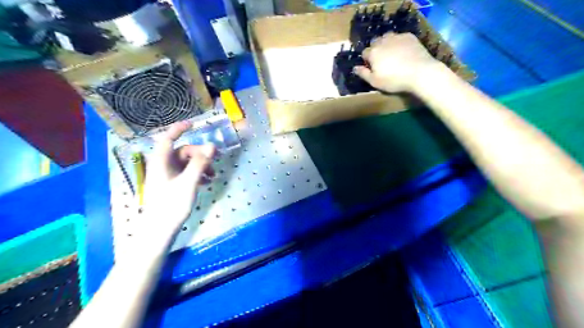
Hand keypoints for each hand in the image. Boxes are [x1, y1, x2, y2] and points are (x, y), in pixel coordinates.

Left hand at [139, 122, 215, 244]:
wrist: (160, 230)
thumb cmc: (171, 205)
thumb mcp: (188, 183)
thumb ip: (200, 163)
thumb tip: (212, 145)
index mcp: (161, 162)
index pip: (168, 138)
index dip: (179, 128)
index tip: (193, 124)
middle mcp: (163, 166)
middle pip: (183, 152)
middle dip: (200, 154)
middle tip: (215, 161)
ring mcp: (167, 176)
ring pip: (186, 163)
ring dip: (201, 166)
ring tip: (213, 176)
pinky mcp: (172, 185)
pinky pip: (186, 173)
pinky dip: (197, 174)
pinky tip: (207, 182)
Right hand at [353, 32, 439, 92]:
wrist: (420, 72)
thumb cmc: (394, 80)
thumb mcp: (375, 82)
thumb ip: (363, 74)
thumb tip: (354, 68)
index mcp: (373, 52)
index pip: (364, 53)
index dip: (367, 61)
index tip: (372, 68)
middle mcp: (383, 41)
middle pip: (375, 42)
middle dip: (376, 50)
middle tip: (382, 61)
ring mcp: (397, 37)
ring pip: (387, 37)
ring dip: (387, 44)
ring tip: (392, 54)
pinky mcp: (409, 36)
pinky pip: (400, 37)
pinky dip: (399, 43)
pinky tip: (404, 52)